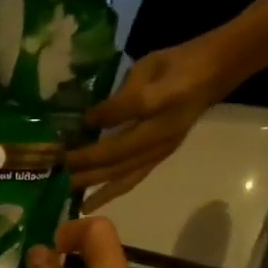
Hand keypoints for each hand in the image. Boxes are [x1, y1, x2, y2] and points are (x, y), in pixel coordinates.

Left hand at [68, 36, 231, 211]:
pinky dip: (109, 193)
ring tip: (66, 194)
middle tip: (54, 171)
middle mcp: (158, 138)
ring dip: (93, 185)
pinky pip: (130, 181)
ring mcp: (158, 152)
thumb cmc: (176, 65)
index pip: (123, 117)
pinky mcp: (156, 159)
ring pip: (121, 174)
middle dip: (84, 165)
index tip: (67, 134)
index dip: (96, 125)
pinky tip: (88, 203)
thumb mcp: (148, 67)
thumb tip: (92, 119)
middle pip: (116, 157)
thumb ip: (123, 95)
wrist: (213, 74)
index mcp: (158, 107)